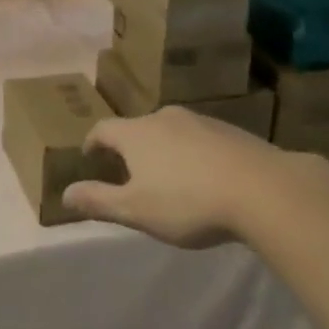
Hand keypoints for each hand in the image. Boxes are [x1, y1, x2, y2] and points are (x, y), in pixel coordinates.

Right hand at [62, 107, 328, 248]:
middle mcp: (164, 118)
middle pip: (138, 128)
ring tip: (169, 176)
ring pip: (171, 132)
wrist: (263, 189)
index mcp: (136, 133)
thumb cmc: (188, 202)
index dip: (92, 142)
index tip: (90, 155)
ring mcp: (200, 121)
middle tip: (129, 171)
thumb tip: (65, 194)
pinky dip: (193, 154)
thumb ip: (98, 201)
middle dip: (130, 147)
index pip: (103, 129)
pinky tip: (205, 178)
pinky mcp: (231, 130)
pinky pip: (200, 139)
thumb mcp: (136, 210)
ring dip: (163, 150)